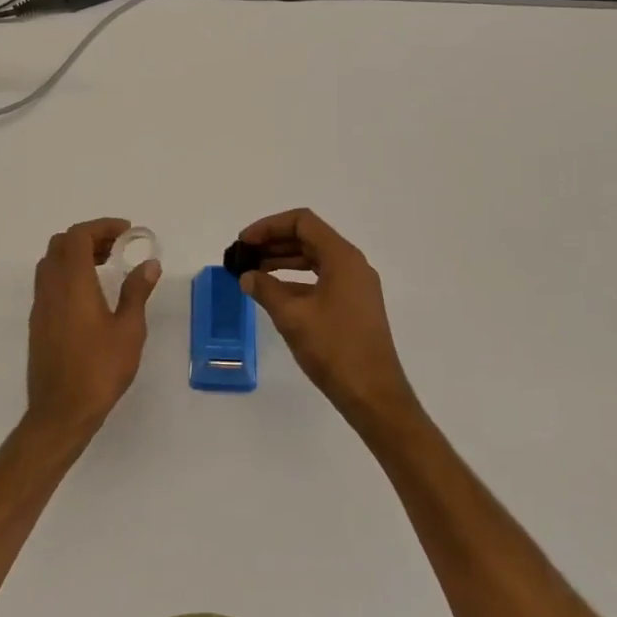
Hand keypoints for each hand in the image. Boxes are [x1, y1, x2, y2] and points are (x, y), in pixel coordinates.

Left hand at [26, 218, 160, 438]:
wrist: (60, 411)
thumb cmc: (99, 369)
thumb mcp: (129, 330)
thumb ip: (137, 292)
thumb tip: (149, 264)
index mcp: (72, 283)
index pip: (78, 236)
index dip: (101, 226)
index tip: (126, 232)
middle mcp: (51, 288)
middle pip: (61, 244)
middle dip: (89, 237)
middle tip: (117, 247)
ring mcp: (40, 305)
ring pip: (51, 262)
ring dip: (75, 255)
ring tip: (106, 266)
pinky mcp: (38, 322)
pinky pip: (48, 282)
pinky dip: (67, 273)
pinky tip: (90, 294)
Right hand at [236, 208, 419, 429]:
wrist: (373, 394)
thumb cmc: (334, 348)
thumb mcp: (292, 316)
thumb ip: (266, 289)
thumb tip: (247, 276)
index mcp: (342, 257)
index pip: (302, 222)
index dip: (269, 226)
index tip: (245, 242)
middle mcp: (352, 265)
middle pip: (308, 238)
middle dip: (273, 243)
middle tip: (244, 256)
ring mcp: (355, 286)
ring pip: (314, 259)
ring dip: (283, 261)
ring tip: (252, 273)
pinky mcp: (354, 305)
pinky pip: (321, 279)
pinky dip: (296, 280)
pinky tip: (274, 294)